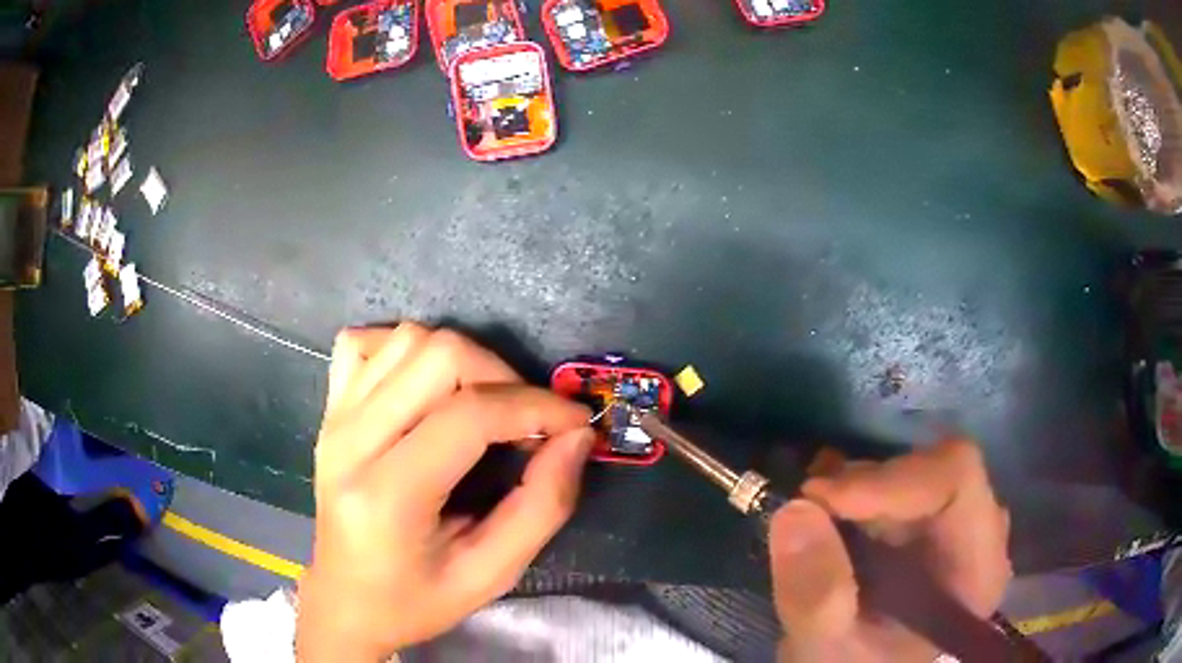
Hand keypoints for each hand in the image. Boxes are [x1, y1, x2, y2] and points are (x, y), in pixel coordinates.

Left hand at [296, 324, 594, 660]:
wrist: (345, 601)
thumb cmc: (416, 600)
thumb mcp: (490, 574)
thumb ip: (542, 507)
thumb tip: (577, 438)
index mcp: (388, 496)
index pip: (469, 416)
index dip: (536, 407)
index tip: (575, 422)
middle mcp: (350, 442)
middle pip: (438, 356)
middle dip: (502, 376)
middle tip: (528, 420)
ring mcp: (334, 419)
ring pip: (407, 339)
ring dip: (462, 360)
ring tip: (485, 404)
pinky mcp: (329, 410)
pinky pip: (364, 342)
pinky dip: (406, 349)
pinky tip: (426, 386)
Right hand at [768, 439, 1011, 662]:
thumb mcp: (828, 650)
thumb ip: (816, 595)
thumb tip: (795, 510)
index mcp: (977, 568)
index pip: (956, 479)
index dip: (891, 478)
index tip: (821, 499)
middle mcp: (979, 536)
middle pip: (935, 471)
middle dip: (868, 485)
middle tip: (807, 507)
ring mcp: (956, 530)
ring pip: (916, 474)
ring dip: (860, 490)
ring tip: (812, 514)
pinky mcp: (930, 529)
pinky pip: (902, 489)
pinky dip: (859, 495)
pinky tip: (828, 515)